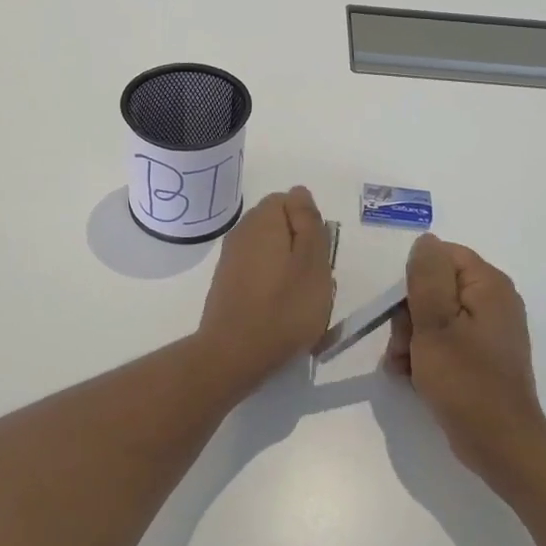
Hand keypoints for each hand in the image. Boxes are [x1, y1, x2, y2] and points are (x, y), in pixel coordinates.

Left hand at [197, 187, 334, 386]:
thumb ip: (308, 221)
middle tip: (314, 279)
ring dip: (288, 269)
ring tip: (301, 300)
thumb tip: (299, 192)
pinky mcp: (226, 283)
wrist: (234, 353)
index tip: (319, 254)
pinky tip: (280, 311)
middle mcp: (242, 231)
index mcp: (263, 220)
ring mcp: (230, 258)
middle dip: (300, 247)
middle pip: (279, 226)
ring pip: (270, 251)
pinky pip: (257, 273)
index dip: (310, 224)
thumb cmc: (284, 306)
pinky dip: (271, 286)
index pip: (290, 200)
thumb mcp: (313, 260)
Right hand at [385, 233, 545, 476]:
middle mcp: (494, 300)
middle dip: (409, 316)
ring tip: (402, 367)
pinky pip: (446, 340)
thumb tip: (426, 240)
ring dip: (411, 339)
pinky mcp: (483, 356)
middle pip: (436, 287)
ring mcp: (489, 330)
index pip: (442, 256)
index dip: (415, 279)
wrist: (500, 445)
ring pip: (435, 316)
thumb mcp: (434, 324)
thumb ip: (426, 277)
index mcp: (489, 285)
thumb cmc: (464, 381)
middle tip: (400, 347)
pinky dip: (426, 354)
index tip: (402, 311)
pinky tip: (412, 377)